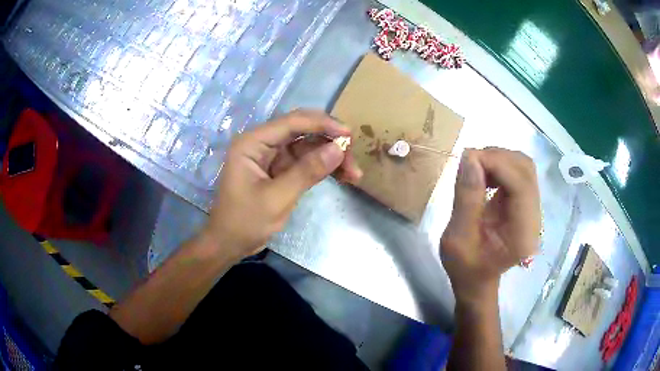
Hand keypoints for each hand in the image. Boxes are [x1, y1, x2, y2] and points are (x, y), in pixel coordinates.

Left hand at [202, 110, 361, 260]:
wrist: (229, 243)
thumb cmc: (245, 221)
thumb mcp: (277, 198)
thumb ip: (307, 172)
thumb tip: (339, 149)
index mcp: (253, 142)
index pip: (292, 123)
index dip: (323, 124)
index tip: (349, 135)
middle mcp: (263, 143)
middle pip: (303, 131)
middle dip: (329, 141)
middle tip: (353, 158)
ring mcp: (273, 157)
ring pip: (308, 146)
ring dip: (331, 156)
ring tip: (354, 173)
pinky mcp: (280, 170)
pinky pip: (306, 162)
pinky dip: (323, 168)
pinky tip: (342, 176)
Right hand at [440, 148, 540, 305]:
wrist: (477, 280)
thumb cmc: (466, 267)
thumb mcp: (458, 238)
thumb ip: (466, 198)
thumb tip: (470, 157)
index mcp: (522, 233)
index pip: (521, 184)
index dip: (497, 163)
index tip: (468, 157)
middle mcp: (534, 218)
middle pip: (526, 170)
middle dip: (497, 157)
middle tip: (470, 161)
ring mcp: (532, 210)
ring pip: (524, 167)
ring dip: (499, 159)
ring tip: (475, 168)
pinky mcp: (525, 204)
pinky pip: (518, 173)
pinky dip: (500, 166)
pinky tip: (484, 175)